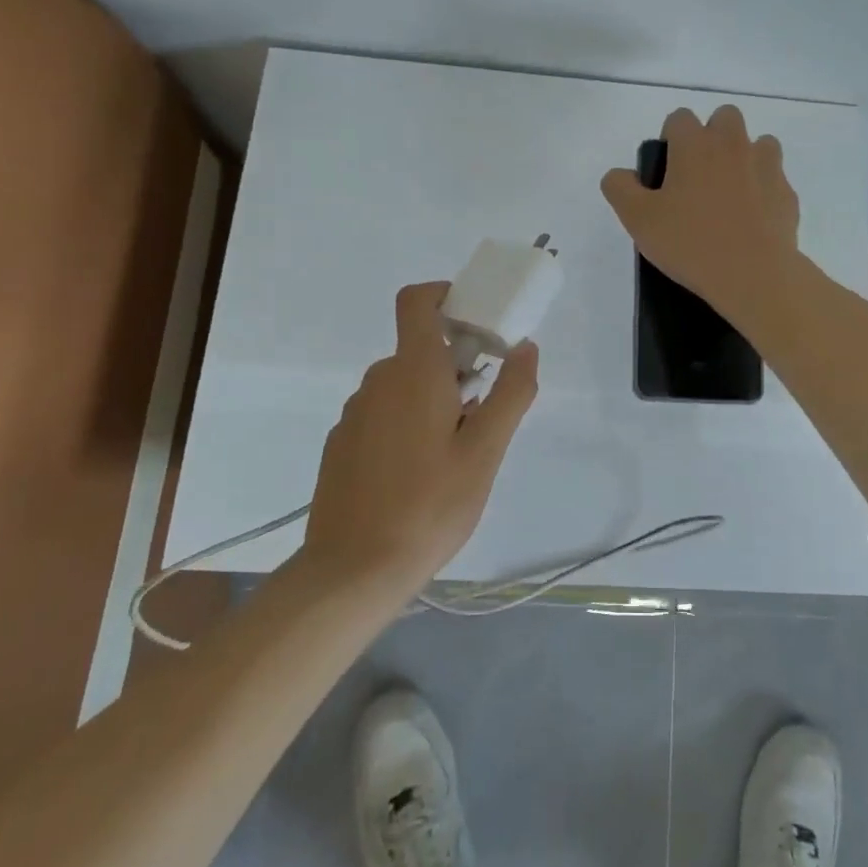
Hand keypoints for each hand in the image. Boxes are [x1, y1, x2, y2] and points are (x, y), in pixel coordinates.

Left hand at [303, 281, 539, 592]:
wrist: (352, 571)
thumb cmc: (429, 506)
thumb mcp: (485, 452)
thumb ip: (510, 393)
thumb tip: (526, 346)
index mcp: (413, 372)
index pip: (417, 301)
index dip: (444, 295)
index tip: (475, 323)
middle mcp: (378, 381)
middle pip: (419, 350)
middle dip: (455, 367)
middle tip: (481, 415)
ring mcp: (354, 414)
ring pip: (402, 386)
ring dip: (432, 400)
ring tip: (454, 455)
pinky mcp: (342, 444)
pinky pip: (382, 414)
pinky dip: (406, 424)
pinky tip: (418, 476)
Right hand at [599, 104, 801, 317]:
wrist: (753, 275)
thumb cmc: (690, 242)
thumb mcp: (637, 219)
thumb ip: (620, 188)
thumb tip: (621, 174)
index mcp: (695, 144)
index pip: (679, 118)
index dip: (670, 138)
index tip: (666, 170)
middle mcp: (733, 144)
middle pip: (724, 117)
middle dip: (712, 136)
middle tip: (698, 176)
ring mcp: (766, 166)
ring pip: (757, 143)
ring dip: (743, 157)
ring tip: (730, 193)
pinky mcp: (787, 193)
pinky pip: (774, 178)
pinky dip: (763, 189)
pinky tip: (751, 218)